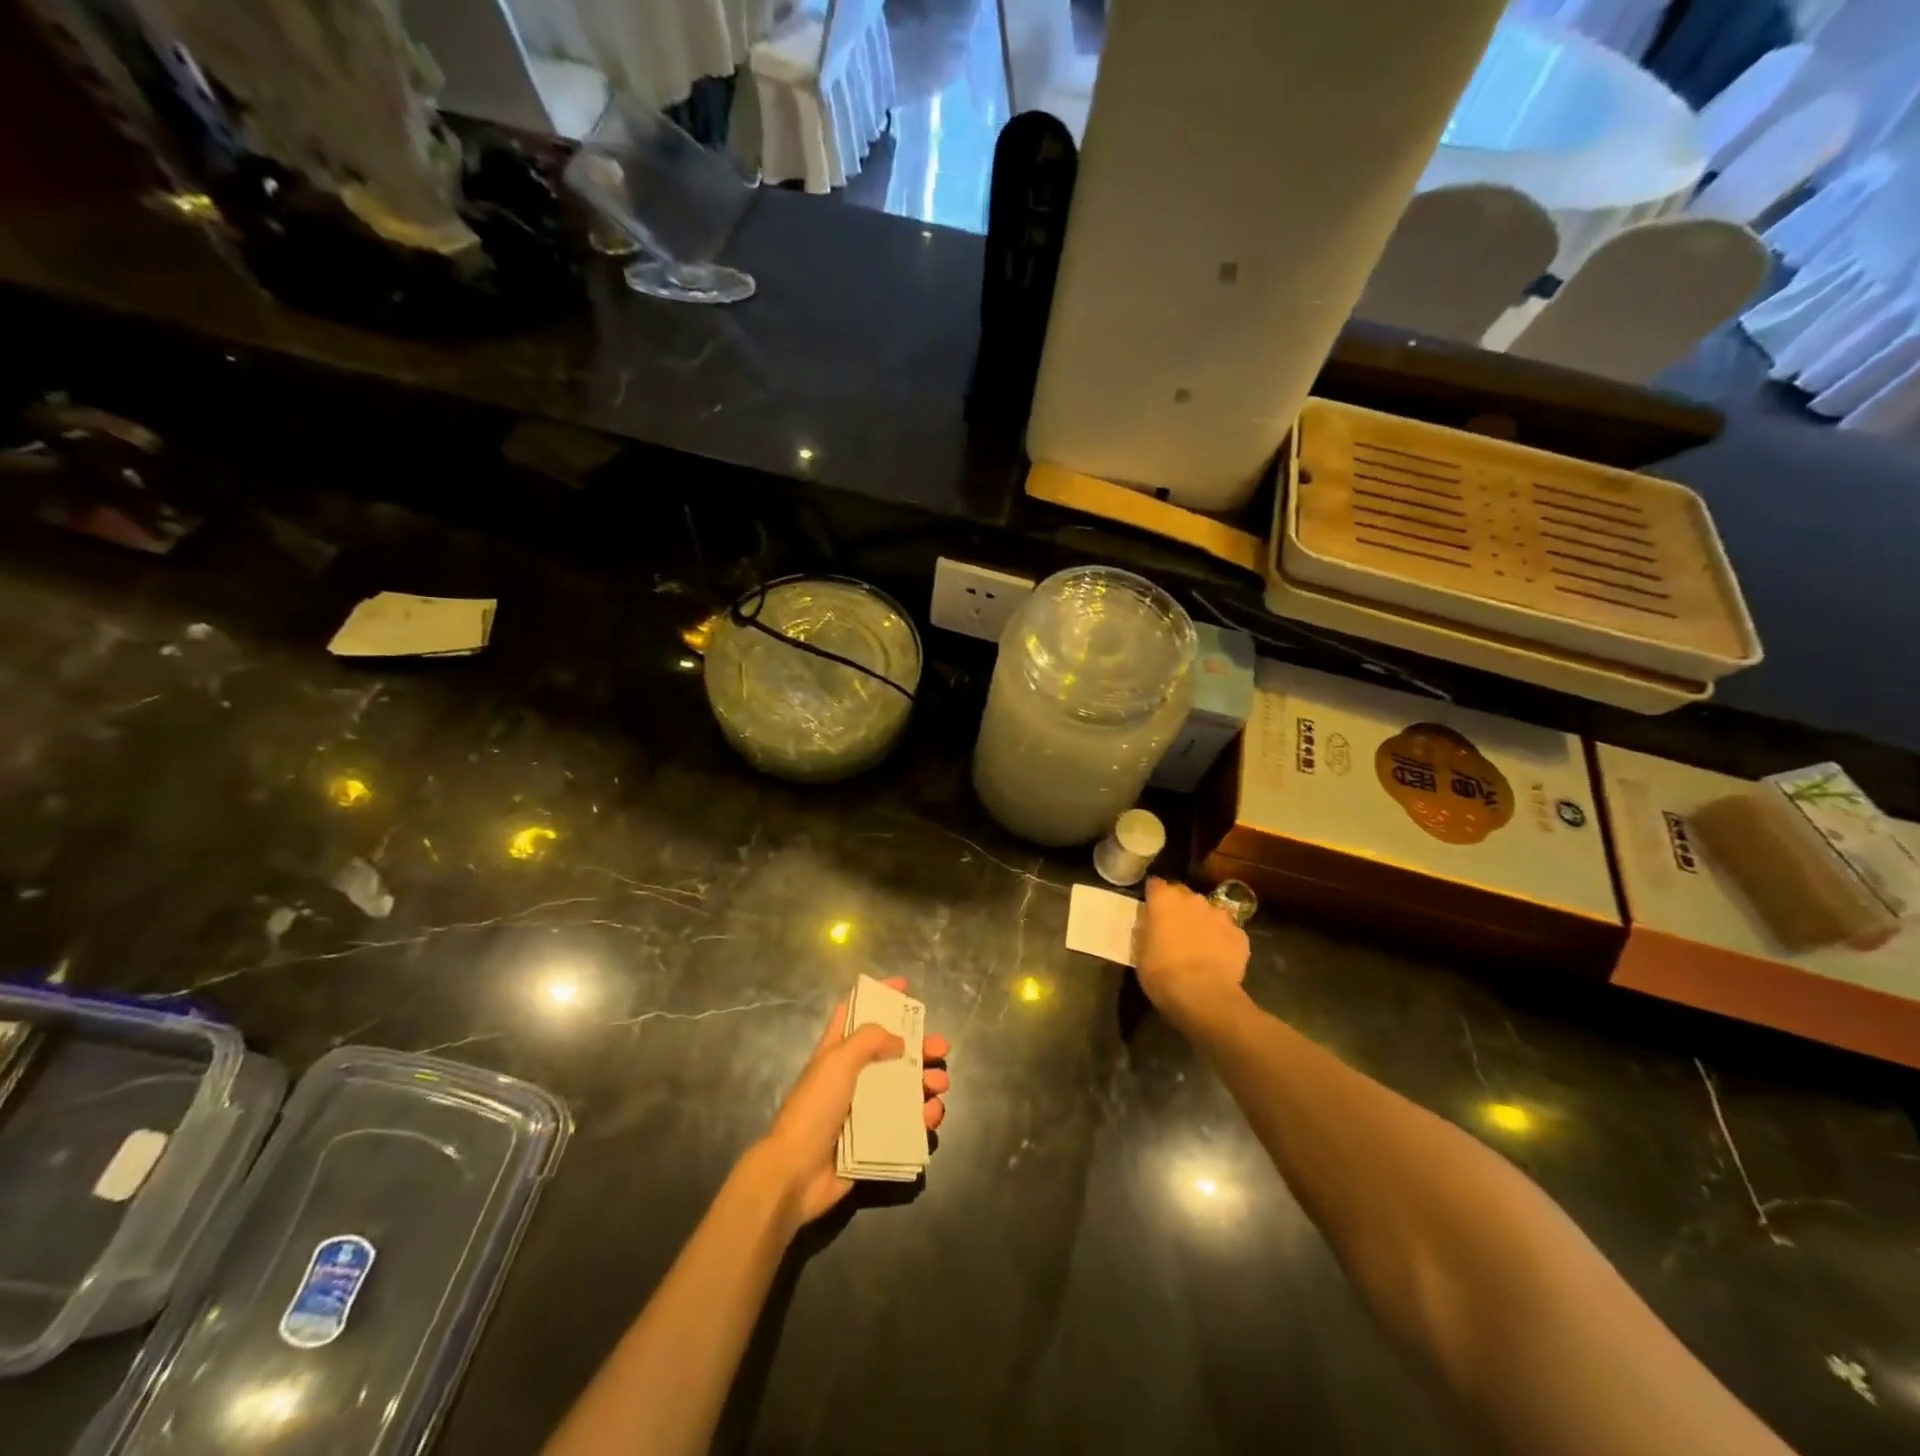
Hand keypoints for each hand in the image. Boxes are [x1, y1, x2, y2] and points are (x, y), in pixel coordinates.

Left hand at [756, 977, 948, 1227]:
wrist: (796, 1173)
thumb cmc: (814, 1108)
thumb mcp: (837, 1061)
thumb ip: (869, 1040)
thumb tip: (899, 1041)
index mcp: (837, 1051)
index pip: (856, 1012)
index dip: (878, 996)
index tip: (905, 987)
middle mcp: (853, 1076)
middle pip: (891, 1051)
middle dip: (919, 1046)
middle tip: (941, 1048)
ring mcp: (865, 1109)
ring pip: (905, 1087)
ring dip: (927, 1082)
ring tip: (940, 1086)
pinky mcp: (876, 1139)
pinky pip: (907, 1123)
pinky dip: (924, 1116)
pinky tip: (931, 1116)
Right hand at [1136, 877, 1249, 1027]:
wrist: (1204, 996)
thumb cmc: (1162, 974)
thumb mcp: (1141, 952)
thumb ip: (1149, 931)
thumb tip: (1154, 927)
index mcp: (1165, 900)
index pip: (1156, 885)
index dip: (1154, 896)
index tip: (1151, 909)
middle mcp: (1194, 899)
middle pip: (1184, 895)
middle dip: (1179, 908)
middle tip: (1174, 929)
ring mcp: (1220, 915)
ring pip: (1209, 912)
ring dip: (1202, 922)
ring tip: (1199, 945)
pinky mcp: (1240, 935)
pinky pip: (1227, 932)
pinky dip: (1222, 940)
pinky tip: (1218, 959)